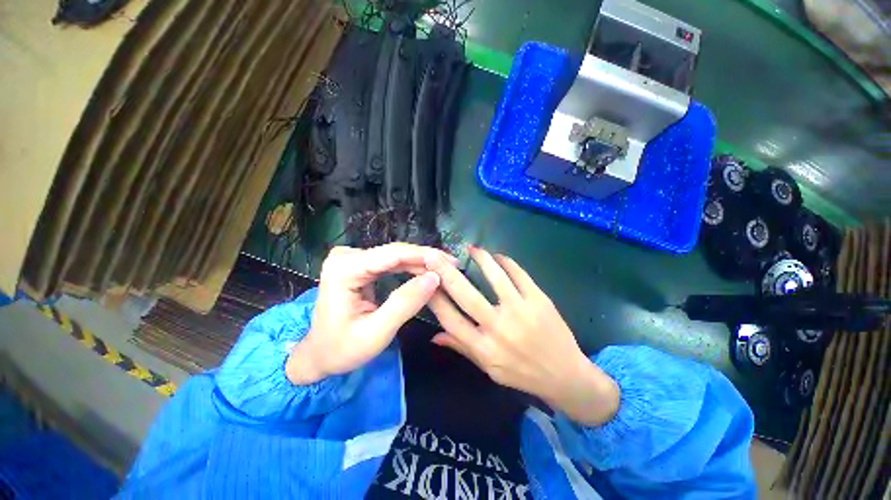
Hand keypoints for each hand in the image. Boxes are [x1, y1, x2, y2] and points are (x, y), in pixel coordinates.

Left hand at [286, 243, 454, 384]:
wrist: (318, 354)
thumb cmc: (342, 349)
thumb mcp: (376, 333)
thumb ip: (405, 304)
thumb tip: (434, 278)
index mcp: (345, 270)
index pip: (393, 254)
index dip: (424, 256)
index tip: (451, 262)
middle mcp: (346, 257)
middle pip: (395, 253)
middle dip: (426, 260)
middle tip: (452, 268)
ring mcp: (351, 259)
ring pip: (395, 256)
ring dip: (420, 263)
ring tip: (444, 270)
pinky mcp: (359, 264)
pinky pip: (391, 262)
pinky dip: (410, 268)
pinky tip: (426, 272)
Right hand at [425, 247, 619, 425]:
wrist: (566, 377)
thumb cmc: (522, 374)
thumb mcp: (489, 368)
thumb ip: (462, 348)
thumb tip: (435, 336)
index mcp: (483, 348)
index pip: (450, 319)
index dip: (434, 298)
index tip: (425, 281)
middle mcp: (498, 329)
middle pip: (466, 295)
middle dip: (446, 273)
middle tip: (433, 256)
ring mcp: (521, 312)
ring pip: (495, 278)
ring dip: (481, 259)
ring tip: (472, 249)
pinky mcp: (540, 301)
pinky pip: (519, 275)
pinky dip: (507, 262)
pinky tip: (498, 257)